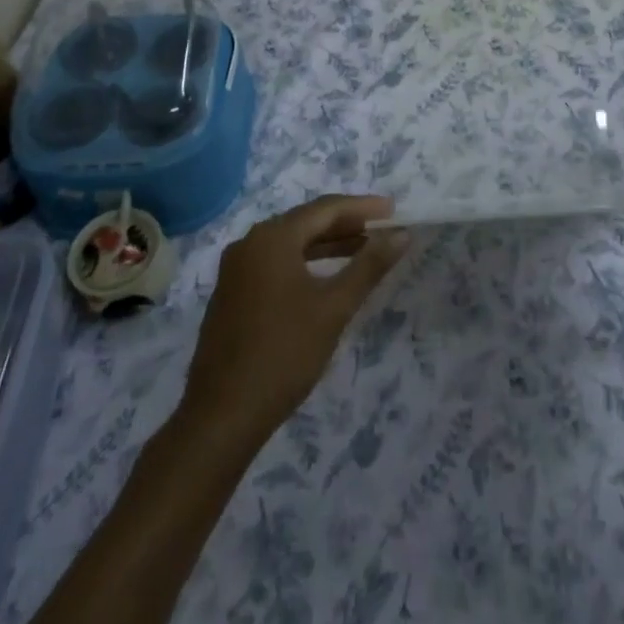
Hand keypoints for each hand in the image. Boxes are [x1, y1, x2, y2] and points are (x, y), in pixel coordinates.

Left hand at [182, 195, 408, 443]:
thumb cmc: (284, 355)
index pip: (325, 208)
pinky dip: (304, 262)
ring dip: (326, 245)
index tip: (393, 210)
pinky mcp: (231, 294)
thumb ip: (369, 266)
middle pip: (306, 222)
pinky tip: (324, 279)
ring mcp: (236, 269)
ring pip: (290, 244)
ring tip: (361, 251)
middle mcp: (250, 243)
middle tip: (381, 229)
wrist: (221, 416)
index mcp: (272, 237)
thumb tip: (401, 233)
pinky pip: (275, 263)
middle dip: (345, 224)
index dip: (362, 207)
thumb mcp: (334, 308)